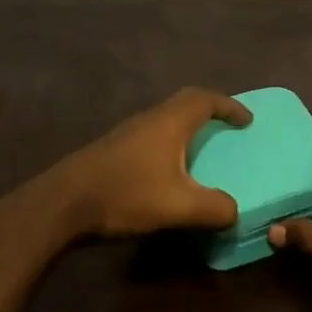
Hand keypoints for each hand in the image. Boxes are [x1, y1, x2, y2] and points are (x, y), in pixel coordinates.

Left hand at [46, 87, 252, 239]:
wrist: (63, 203)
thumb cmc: (125, 194)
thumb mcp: (177, 206)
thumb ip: (214, 208)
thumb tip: (235, 212)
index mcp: (170, 122)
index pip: (206, 100)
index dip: (230, 106)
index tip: (248, 119)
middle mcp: (150, 118)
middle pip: (185, 102)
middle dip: (210, 110)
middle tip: (228, 126)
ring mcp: (128, 132)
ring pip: (166, 118)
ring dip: (188, 126)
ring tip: (203, 148)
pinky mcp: (114, 149)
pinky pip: (153, 133)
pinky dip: (170, 141)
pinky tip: (169, 169)